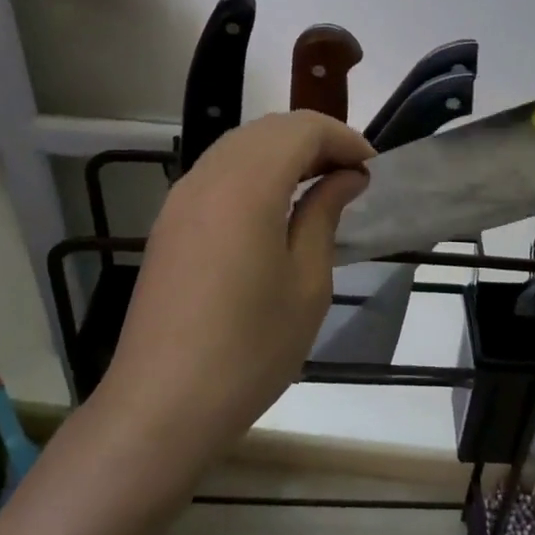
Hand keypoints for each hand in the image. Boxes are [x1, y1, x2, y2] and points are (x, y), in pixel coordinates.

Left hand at [98, 111, 373, 455]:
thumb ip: (324, 215)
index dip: (342, 138)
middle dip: (315, 140)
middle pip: (268, 129)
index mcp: (246, 186)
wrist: (162, 405)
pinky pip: (217, 172)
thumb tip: (345, 178)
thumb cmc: (249, 349)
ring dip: (283, 152)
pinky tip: (274, 207)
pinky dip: (254, 171)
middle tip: (351, 176)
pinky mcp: (169, 222)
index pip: (301, 129)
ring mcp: (181, 198)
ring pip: (239, 146)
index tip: (372, 168)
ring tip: (318, 186)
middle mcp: (208, 177)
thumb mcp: (306, 284)